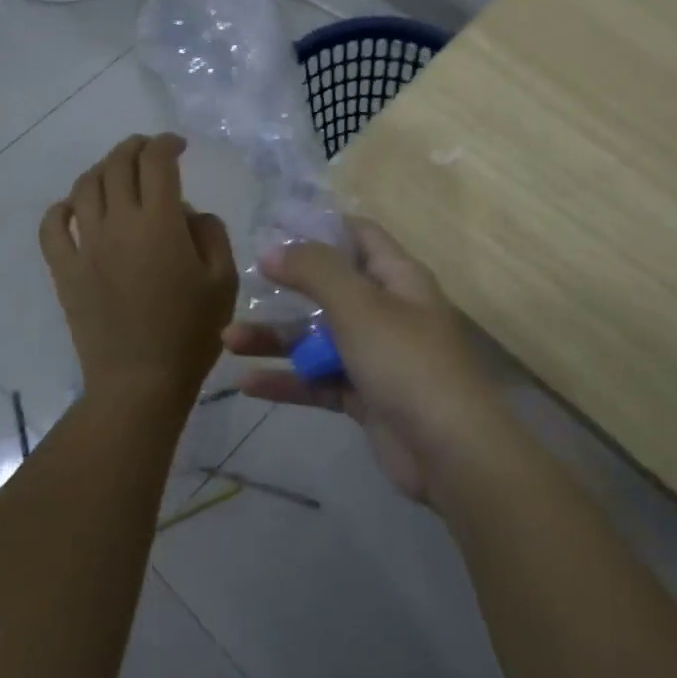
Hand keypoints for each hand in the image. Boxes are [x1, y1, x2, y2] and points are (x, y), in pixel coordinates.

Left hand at [40, 134, 237, 417]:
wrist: (140, 382)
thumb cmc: (191, 333)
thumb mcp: (224, 281)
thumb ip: (211, 234)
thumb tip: (188, 213)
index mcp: (160, 223)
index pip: (156, 162)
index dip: (167, 144)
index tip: (179, 145)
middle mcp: (118, 223)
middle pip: (117, 165)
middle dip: (135, 148)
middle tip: (150, 150)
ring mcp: (86, 246)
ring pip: (84, 187)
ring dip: (102, 169)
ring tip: (118, 173)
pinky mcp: (65, 270)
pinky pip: (51, 226)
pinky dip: (61, 208)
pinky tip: (75, 208)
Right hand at [222, 219, 510, 501]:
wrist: (449, 451)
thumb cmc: (405, 361)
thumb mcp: (359, 305)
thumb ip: (315, 271)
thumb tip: (273, 249)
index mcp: (398, 278)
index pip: (359, 236)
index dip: (320, 227)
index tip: (273, 226)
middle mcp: (388, 311)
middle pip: (331, 288)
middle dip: (286, 287)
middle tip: (241, 285)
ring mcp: (377, 356)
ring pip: (318, 337)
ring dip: (276, 337)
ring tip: (227, 340)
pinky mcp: (366, 397)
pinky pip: (320, 380)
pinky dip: (288, 380)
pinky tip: (247, 383)